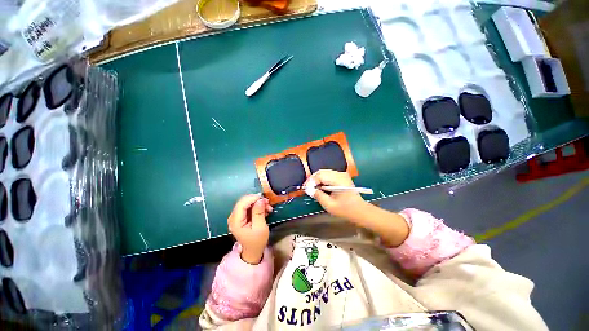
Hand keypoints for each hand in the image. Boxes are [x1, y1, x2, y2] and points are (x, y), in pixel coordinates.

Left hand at [228, 194, 272, 264]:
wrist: (253, 251)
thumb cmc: (257, 241)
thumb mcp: (260, 228)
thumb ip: (259, 213)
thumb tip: (261, 199)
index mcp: (236, 222)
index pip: (242, 204)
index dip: (253, 198)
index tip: (264, 199)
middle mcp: (233, 217)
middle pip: (244, 202)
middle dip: (256, 200)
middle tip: (268, 204)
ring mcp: (236, 216)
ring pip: (247, 203)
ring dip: (258, 203)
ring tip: (268, 208)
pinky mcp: (240, 216)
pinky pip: (248, 206)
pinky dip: (257, 206)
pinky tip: (264, 210)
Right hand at [305, 170, 368, 222]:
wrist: (360, 211)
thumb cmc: (345, 210)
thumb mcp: (329, 205)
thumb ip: (318, 196)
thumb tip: (309, 189)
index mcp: (338, 180)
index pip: (320, 175)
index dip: (311, 181)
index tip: (305, 188)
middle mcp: (340, 174)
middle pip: (322, 172)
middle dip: (312, 179)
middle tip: (307, 187)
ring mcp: (342, 174)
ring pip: (324, 172)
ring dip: (317, 179)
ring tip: (312, 187)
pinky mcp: (342, 176)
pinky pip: (328, 175)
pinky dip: (322, 179)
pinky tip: (319, 186)